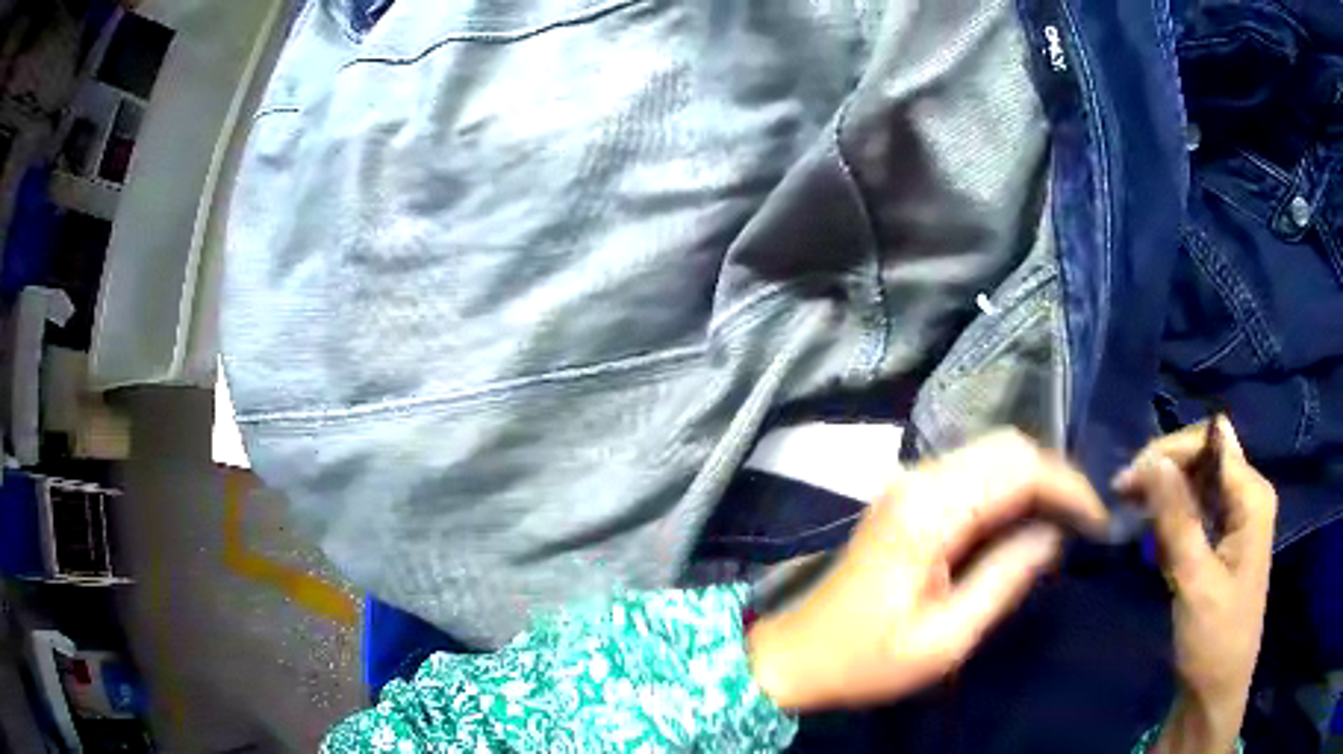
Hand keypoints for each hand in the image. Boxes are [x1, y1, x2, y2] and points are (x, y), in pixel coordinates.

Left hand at [747, 430, 1108, 710]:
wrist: (798, 657)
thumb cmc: (866, 660)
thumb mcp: (945, 640)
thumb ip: (1005, 579)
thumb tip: (1053, 535)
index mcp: (929, 511)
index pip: (1019, 468)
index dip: (1068, 488)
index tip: (1096, 522)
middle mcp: (919, 479)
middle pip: (1008, 447)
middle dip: (1055, 478)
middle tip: (1081, 524)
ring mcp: (910, 483)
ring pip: (993, 455)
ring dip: (1034, 481)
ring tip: (1061, 526)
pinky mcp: (909, 497)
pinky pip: (973, 474)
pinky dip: (1008, 489)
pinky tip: (1023, 524)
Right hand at [1112, 418, 1276, 753]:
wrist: (1215, 693)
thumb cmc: (1213, 641)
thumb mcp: (1195, 582)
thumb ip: (1178, 520)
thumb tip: (1153, 461)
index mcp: (1252, 497)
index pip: (1211, 442)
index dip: (1170, 452)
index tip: (1128, 482)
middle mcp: (1248, 495)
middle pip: (1205, 454)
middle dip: (1165, 469)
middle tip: (1125, 497)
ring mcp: (1238, 517)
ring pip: (1198, 480)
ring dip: (1166, 493)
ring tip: (1133, 516)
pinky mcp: (1225, 538)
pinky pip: (1197, 508)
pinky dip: (1172, 516)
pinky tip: (1153, 537)